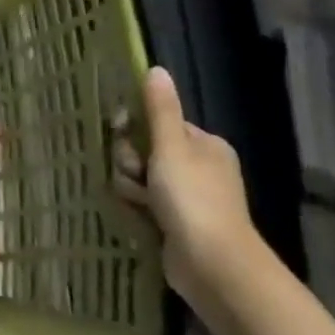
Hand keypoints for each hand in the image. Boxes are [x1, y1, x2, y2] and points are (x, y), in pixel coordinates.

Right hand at [112, 66, 264, 309]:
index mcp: (204, 145)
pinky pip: (144, 204)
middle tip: (137, 176)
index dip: (135, 129)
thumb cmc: (193, 199)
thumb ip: (161, 110)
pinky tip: (139, 217)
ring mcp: (188, 197)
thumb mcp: (172, 148)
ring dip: (131, 188)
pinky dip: (137, 208)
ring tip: (141, 203)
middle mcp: (198, 167)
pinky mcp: (175, 223)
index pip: (157, 123)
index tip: (121, 134)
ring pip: (139, 179)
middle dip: (131, 163)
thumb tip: (156, 69)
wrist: (213, 265)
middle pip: (145, 151)